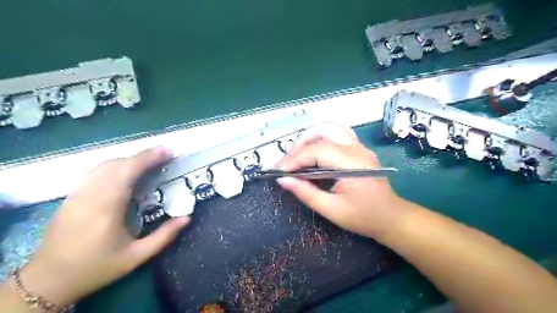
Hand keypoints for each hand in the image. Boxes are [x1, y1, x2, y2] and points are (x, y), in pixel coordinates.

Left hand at [19, 148, 189, 306]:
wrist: (48, 280)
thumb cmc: (96, 267)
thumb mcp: (136, 257)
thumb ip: (163, 237)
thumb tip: (187, 218)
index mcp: (107, 207)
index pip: (128, 171)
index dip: (149, 158)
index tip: (168, 152)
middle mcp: (91, 195)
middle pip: (117, 164)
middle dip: (143, 156)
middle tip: (165, 154)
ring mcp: (78, 194)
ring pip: (104, 165)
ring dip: (129, 159)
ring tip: (149, 161)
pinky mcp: (71, 197)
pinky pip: (95, 172)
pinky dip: (115, 165)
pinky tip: (125, 171)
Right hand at [276, 123, 406, 240]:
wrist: (391, 217)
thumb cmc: (364, 217)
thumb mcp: (332, 210)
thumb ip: (306, 193)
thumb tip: (283, 180)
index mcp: (353, 164)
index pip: (318, 151)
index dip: (295, 159)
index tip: (279, 171)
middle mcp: (357, 149)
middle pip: (323, 131)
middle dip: (300, 144)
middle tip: (288, 164)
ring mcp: (359, 146)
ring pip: (330, 127)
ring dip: (309, 137)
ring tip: (298, 155)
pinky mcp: (359, 148)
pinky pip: (337, 132)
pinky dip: (321, 137)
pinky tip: (313, 150)